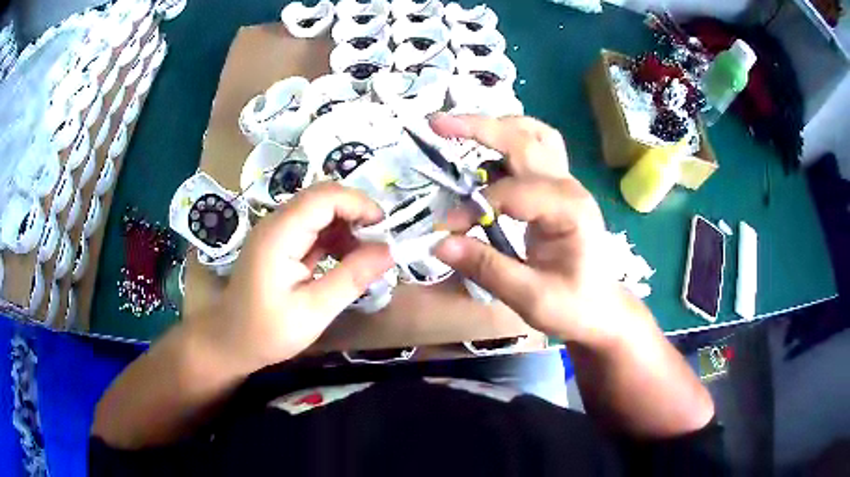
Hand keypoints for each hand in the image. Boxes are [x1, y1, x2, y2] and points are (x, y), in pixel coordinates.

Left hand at [191, 182, 392, 370]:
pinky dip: (334, 238)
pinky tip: (346, 261)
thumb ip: (352, 277)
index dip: (359, 204)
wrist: (230, 341)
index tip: (385, 230)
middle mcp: (276, 223)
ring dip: (347, 227)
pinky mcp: (280, 242)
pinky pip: (313, 228)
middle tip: (380, 243)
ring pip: (320, 211)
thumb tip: (390, 251)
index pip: (324, 196)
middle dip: (356, 214)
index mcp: (279, 234)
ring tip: (366, 257)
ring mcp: (276, 231)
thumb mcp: (314, 311)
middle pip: (323, 198)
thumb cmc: (267, 332)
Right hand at [431, 114, 631, 346]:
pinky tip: (486, 152)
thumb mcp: (530, 298)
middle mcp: (569, 187)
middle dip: (480, 128)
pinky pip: (536, 149)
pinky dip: (508, 141)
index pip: (512, 192)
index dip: (473, 208)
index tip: (445, 231)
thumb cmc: (574, 306)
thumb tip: (439, 244)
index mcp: (570, 211)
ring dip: (498, 127)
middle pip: (525, 140)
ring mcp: (566, 183)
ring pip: (534, 135)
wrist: (601, 309)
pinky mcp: (558, 188)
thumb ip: (487, 269)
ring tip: (460, 128)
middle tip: (436, 124)